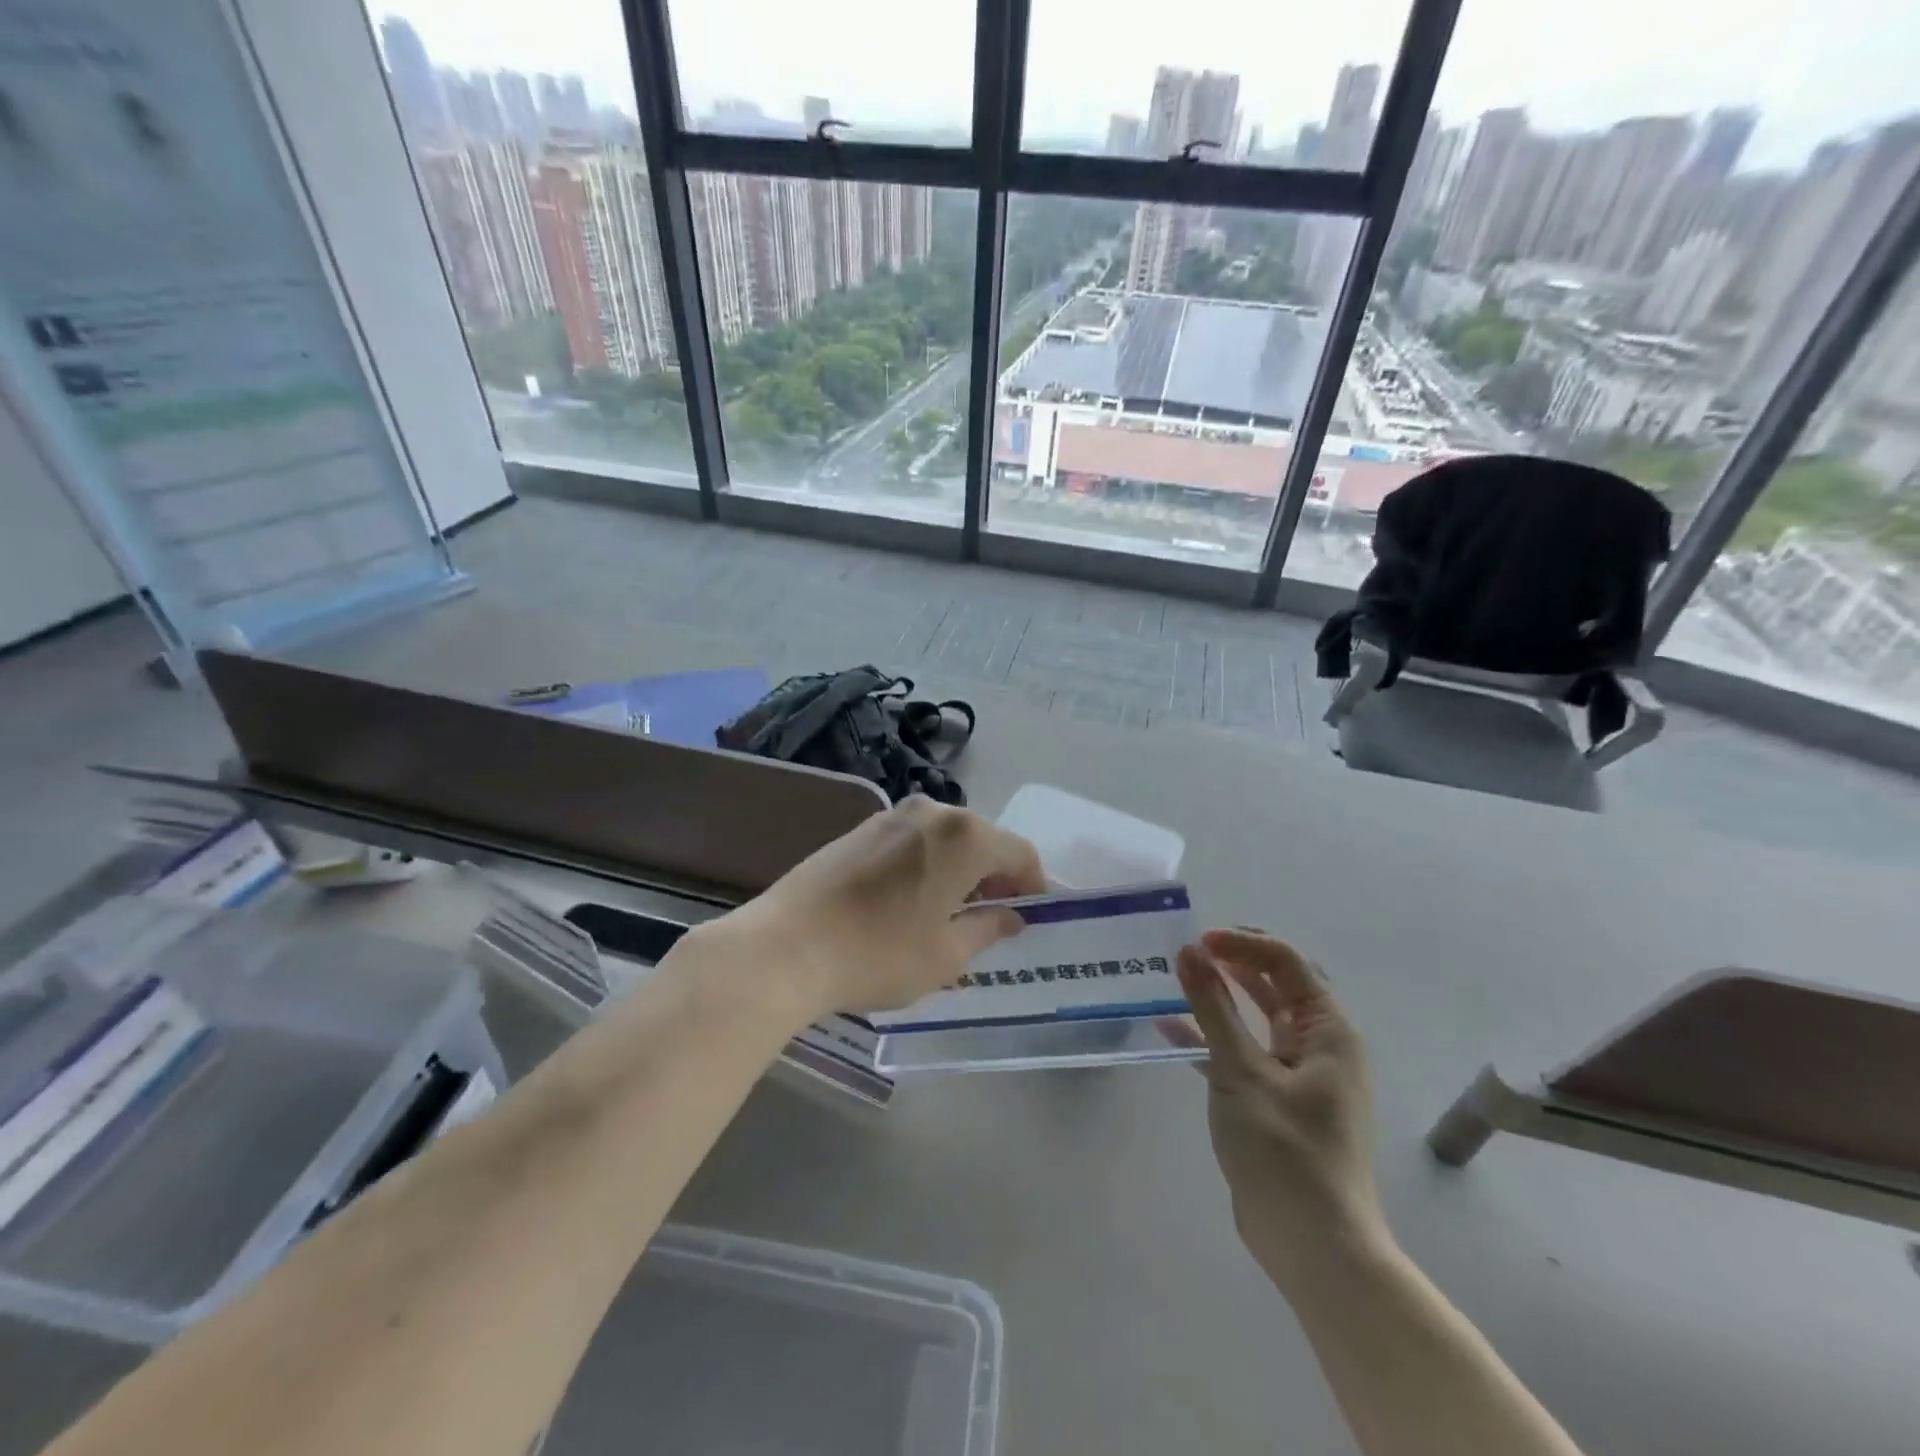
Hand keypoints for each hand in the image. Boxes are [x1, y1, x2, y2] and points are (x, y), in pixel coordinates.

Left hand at [697, 797, 1045, 1023]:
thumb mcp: (946, 955)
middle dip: (995, 876)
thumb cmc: (879, 954)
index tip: (1031, 917)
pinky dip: (927, 863)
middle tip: (993, 919)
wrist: (786, 946)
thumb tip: (1011, 916)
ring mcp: (892, 815)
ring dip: (960, 869)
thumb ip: (989, 928)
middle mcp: (933, 811)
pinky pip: (913, 840)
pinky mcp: (861, 828)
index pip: (1020, 854)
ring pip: (946, 838)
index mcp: (965, 836)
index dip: (1033, 885)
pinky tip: (911, 900)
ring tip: (950, 913)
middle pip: (984, 840)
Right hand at [1161, 929, 1387, 1289]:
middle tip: (1188, 951)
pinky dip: (1212, 1036)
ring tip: (1178, 978)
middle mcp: (1319, 1043)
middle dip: (1233, 962)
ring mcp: (1298, 1072)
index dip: (1242, 944)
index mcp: (1329, 1030)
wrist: (1314, 1246)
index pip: (1286, 962)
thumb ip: (1213, 1008)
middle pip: (1276, 983)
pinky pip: (1243, 1050)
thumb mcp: (1243, 1071)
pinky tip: (1171, 1029)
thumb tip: (1188, 951)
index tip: (1197, 941)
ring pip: (1257, 1016)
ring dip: (1221, 996)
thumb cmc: (1286, 1151)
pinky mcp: (1275, 1098)